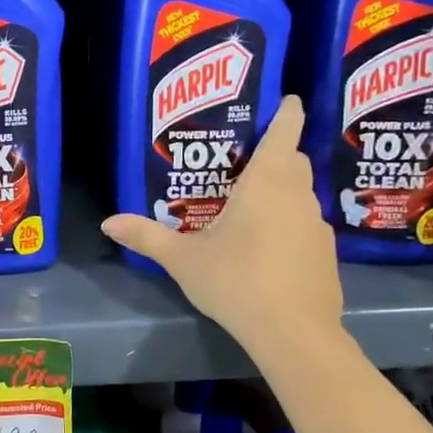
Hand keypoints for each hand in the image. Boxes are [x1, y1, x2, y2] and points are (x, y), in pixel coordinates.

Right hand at [102, 96, 343, 354]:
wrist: (294, 332)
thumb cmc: (236, 281)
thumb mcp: (183, 259)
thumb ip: (146, 237)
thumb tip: (107, 222)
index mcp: (266, 184)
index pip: (285, 133)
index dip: (286, 112)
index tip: (286, 100)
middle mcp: (297, 196)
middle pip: (294, 160)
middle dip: (277, 152)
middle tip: (244, 159)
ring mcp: (316, 226)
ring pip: (301, 193)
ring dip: (281, 190)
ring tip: (249, 203)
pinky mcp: (325, 254)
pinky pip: (305, 224)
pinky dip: (288, 222)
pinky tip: (266, 247)